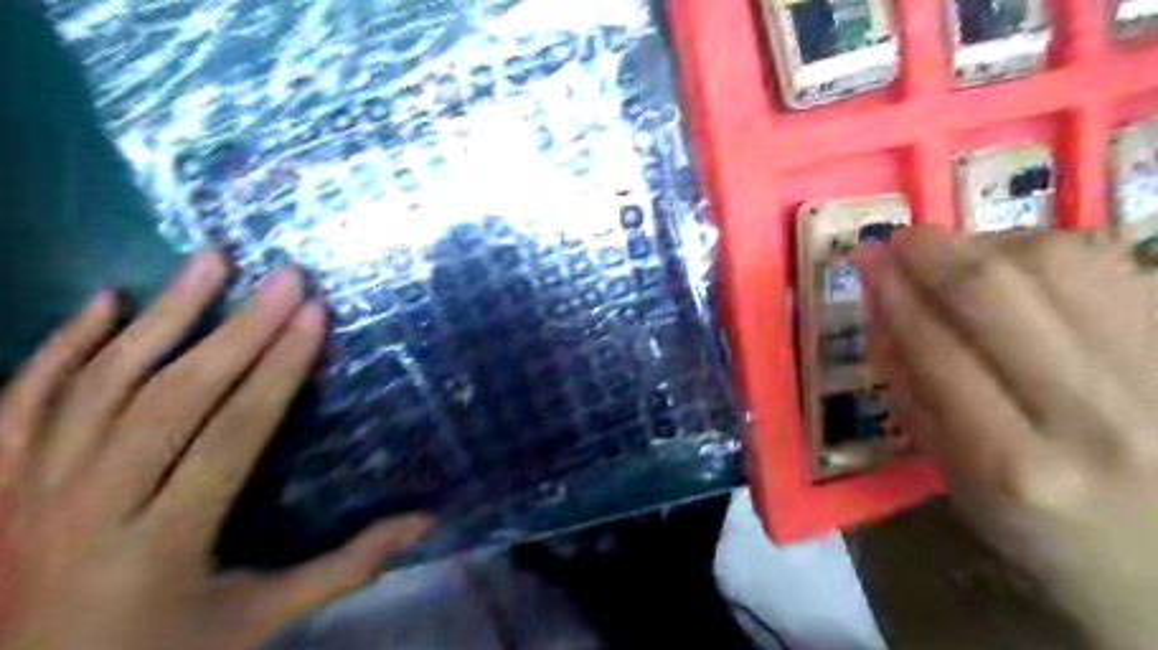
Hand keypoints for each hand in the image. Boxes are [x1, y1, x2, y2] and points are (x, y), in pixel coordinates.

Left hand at [1, 253, 428, 648]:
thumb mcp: (260, 620)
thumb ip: (345, 566)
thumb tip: (424, 520)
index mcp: (162, 546)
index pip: (233, 434)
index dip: (279, 370)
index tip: (315, 315)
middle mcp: (87, 510)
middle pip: (172, 398)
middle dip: (239, 328)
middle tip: (285, 277)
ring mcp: (25, 493)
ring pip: (99, 383)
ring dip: (161, 314)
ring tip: (211, 260)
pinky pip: (21, 399)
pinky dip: (60, 345)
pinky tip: (105, 300)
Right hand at [858, 229, 1157, 648]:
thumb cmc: (1049, 535)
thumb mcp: (958, 483)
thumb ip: (910, 396)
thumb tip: (880, 313)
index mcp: (1009, 463)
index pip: (933, 347)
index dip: (892, 291)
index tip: (865, 257)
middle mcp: (1088, 415)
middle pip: (996, 290)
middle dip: (932, 250)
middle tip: (900, 238)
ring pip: (1062, 262)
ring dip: (990, 243)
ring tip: (958, 253)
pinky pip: (1114, 267)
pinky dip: (1051, 251)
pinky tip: (1022, 264)